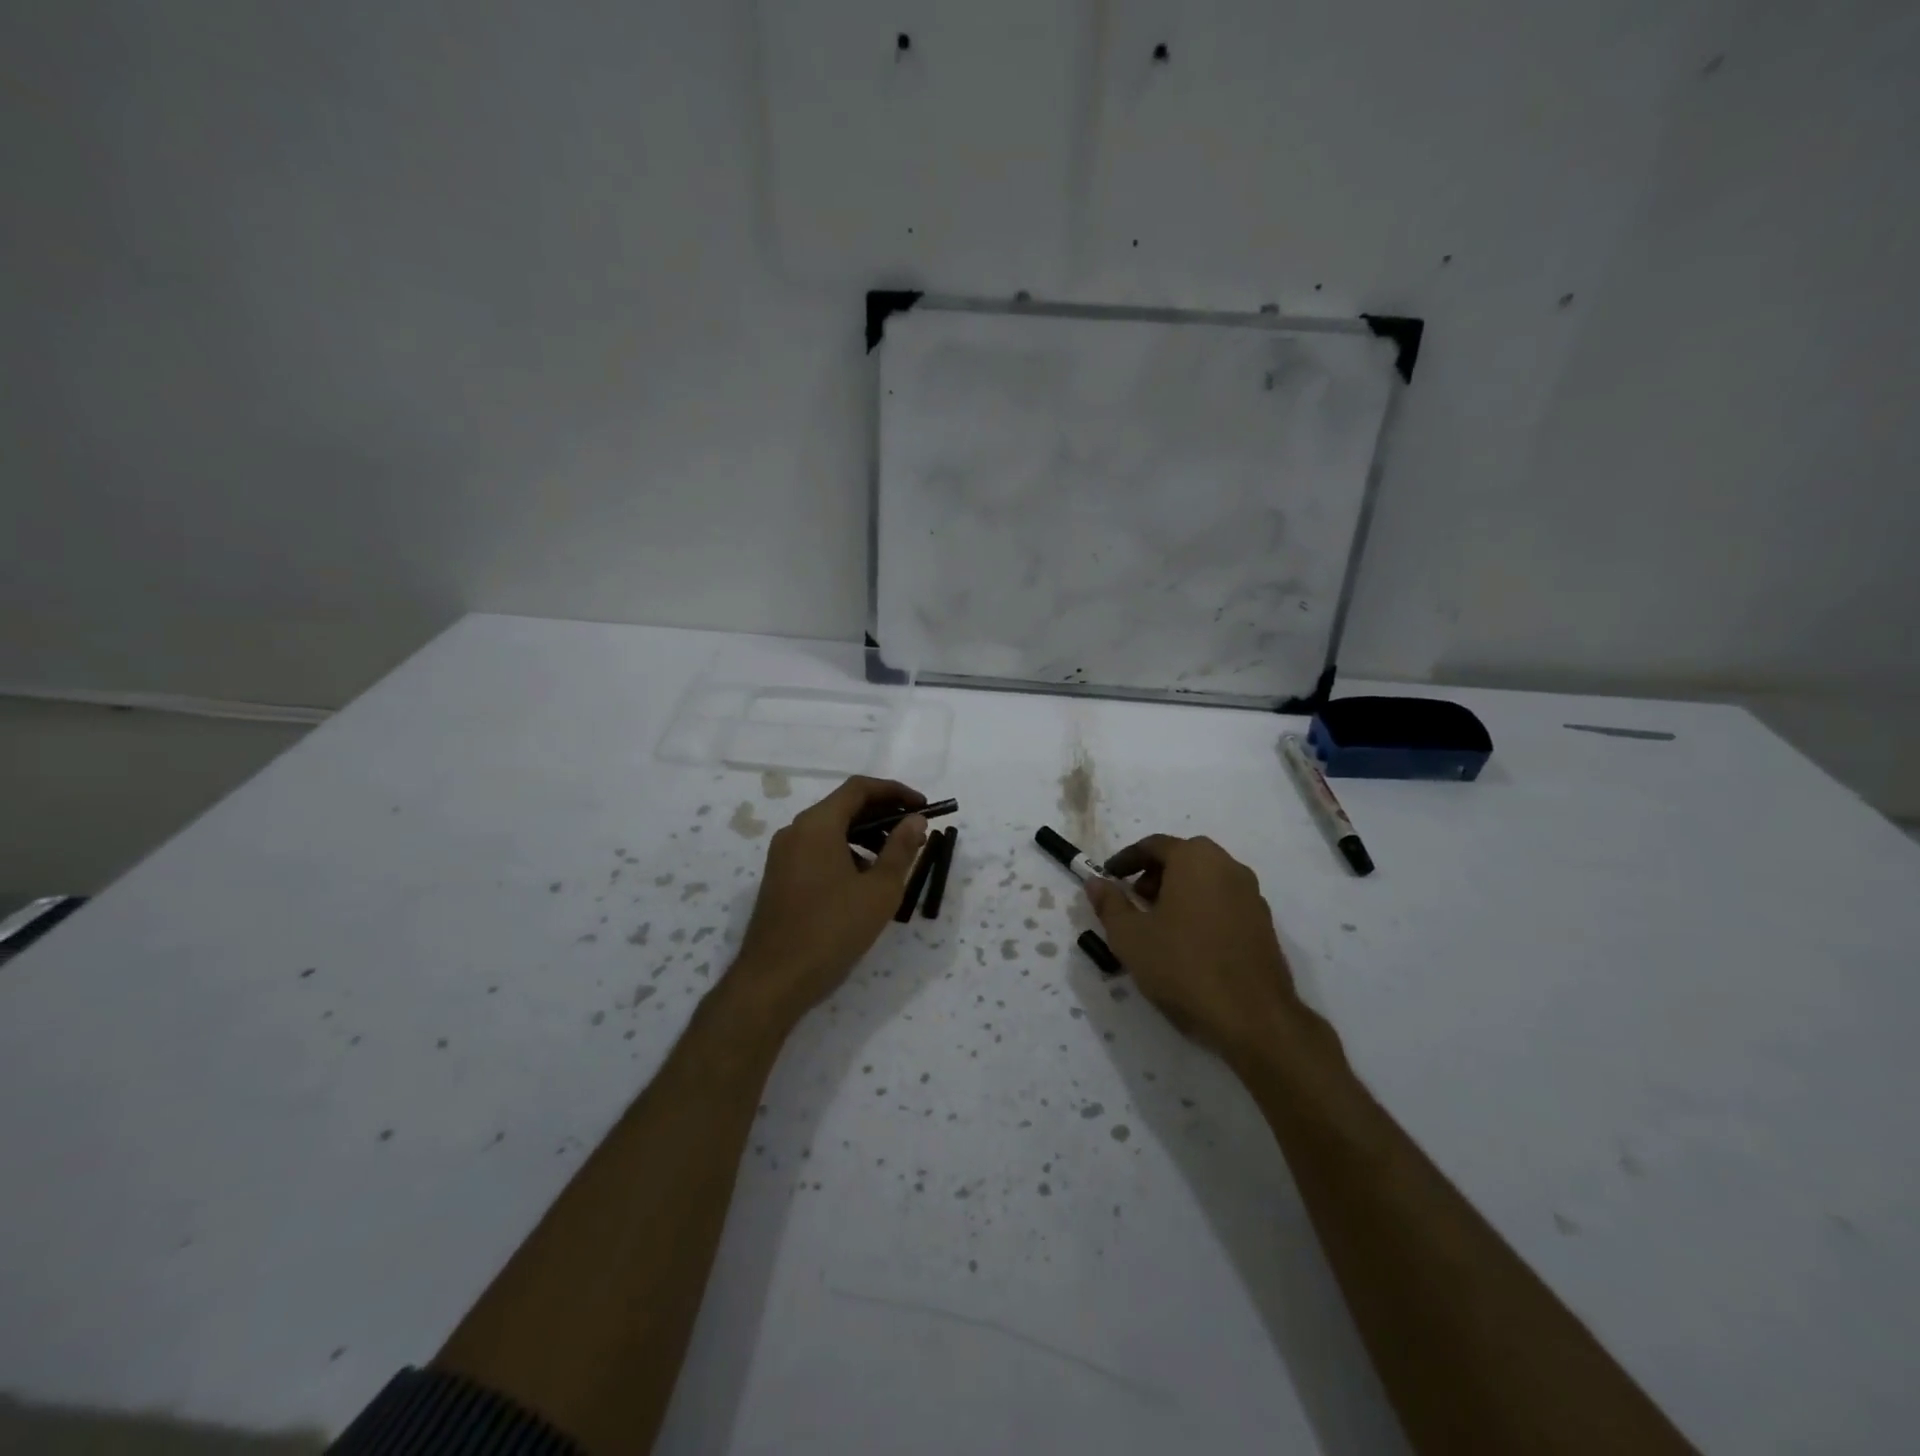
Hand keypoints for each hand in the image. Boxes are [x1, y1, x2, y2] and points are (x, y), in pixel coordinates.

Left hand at [728, 776, 929, 1026]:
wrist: (773, 980)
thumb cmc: (832, 930)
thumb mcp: (879, 890)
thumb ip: (901, 849)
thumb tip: (915, 819)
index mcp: (817, 825)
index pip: (859, 788)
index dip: (895, 792)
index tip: (924, 806)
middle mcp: (795, 831)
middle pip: (844, 806)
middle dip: (883, 814)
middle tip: (915, 832)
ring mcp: (783, 855)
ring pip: (831, 830)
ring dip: (866, 835)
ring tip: (895, 859)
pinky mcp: (780, 878)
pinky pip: (818, 850)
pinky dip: (846, 853)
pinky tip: (864, 881)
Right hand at [1085, 835, 1310, 1061]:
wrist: (1253, 1017)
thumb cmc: (1183, 966)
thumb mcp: (1130, 936)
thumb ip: (1109, 904)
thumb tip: (1096, 882)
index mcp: (1195, 859)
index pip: (1153, 845)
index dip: (1126, 860)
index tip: (1108, 878)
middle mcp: (1228, 866)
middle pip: (1183, 858)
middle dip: (1154, 874)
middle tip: (1134, 901)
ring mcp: (1251, 894)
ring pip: (1206, 879)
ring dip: (1178, 891)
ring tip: (1158, 925)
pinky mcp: (1264, 923)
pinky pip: (1223, 902)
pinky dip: (1201, 909)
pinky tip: (1188, 943)